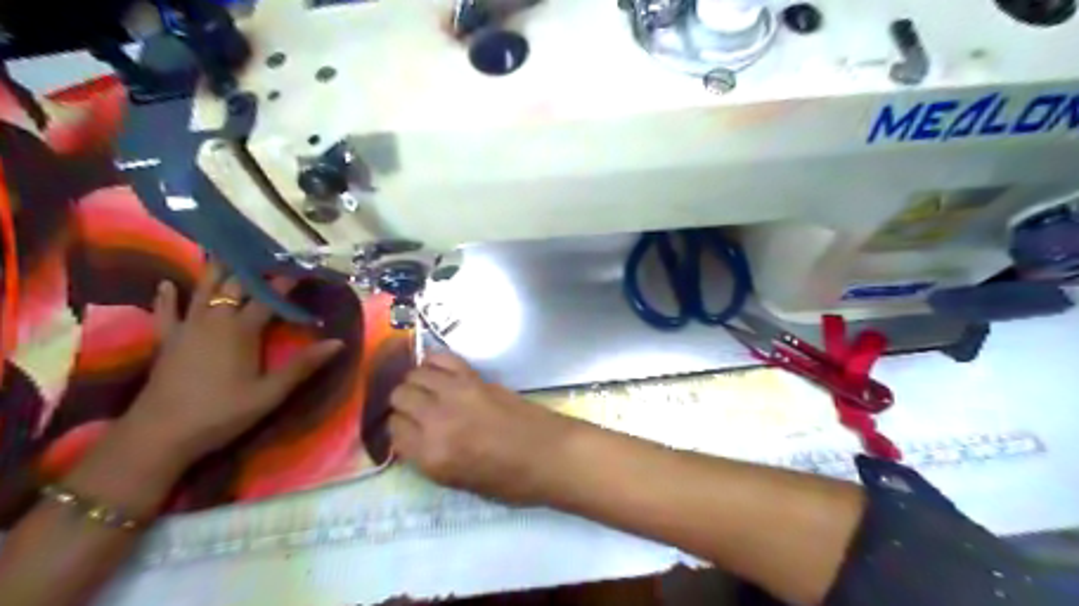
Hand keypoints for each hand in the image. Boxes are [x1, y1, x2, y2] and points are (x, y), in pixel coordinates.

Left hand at [119, 263, 342, 464]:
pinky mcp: (167, 340)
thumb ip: (303, 365)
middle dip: (254, 269)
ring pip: (202, 290)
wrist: (160, 434)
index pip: (269, 298)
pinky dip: (167, 297)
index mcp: (242, 330)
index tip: (302, 268)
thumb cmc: (222, 413)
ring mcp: (187, 328)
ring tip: (226, 253)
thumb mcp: (270, 393)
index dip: (286, 282)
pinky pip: (166, 312)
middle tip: (268, 255)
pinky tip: (167, 284)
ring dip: (216, 272)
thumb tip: (338, 342)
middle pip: (235, 286)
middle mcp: (214, 320)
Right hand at [385, 352, 571, 504]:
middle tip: (417, 411)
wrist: (550, 454)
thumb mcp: (459, 483)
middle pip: (400, 397)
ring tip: (427, 391)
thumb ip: (429, 458)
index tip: (409, 431)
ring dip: (416, 382)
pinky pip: (443, 358)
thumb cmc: (511, 481)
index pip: (394, 431)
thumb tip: (414, 436)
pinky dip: (435, 362)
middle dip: (403, 404)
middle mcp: (437, 420)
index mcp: (432, 455)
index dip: (399, 430)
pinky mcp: (476, 377)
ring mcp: (457, 393)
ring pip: (415, 374)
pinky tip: (439, 372)